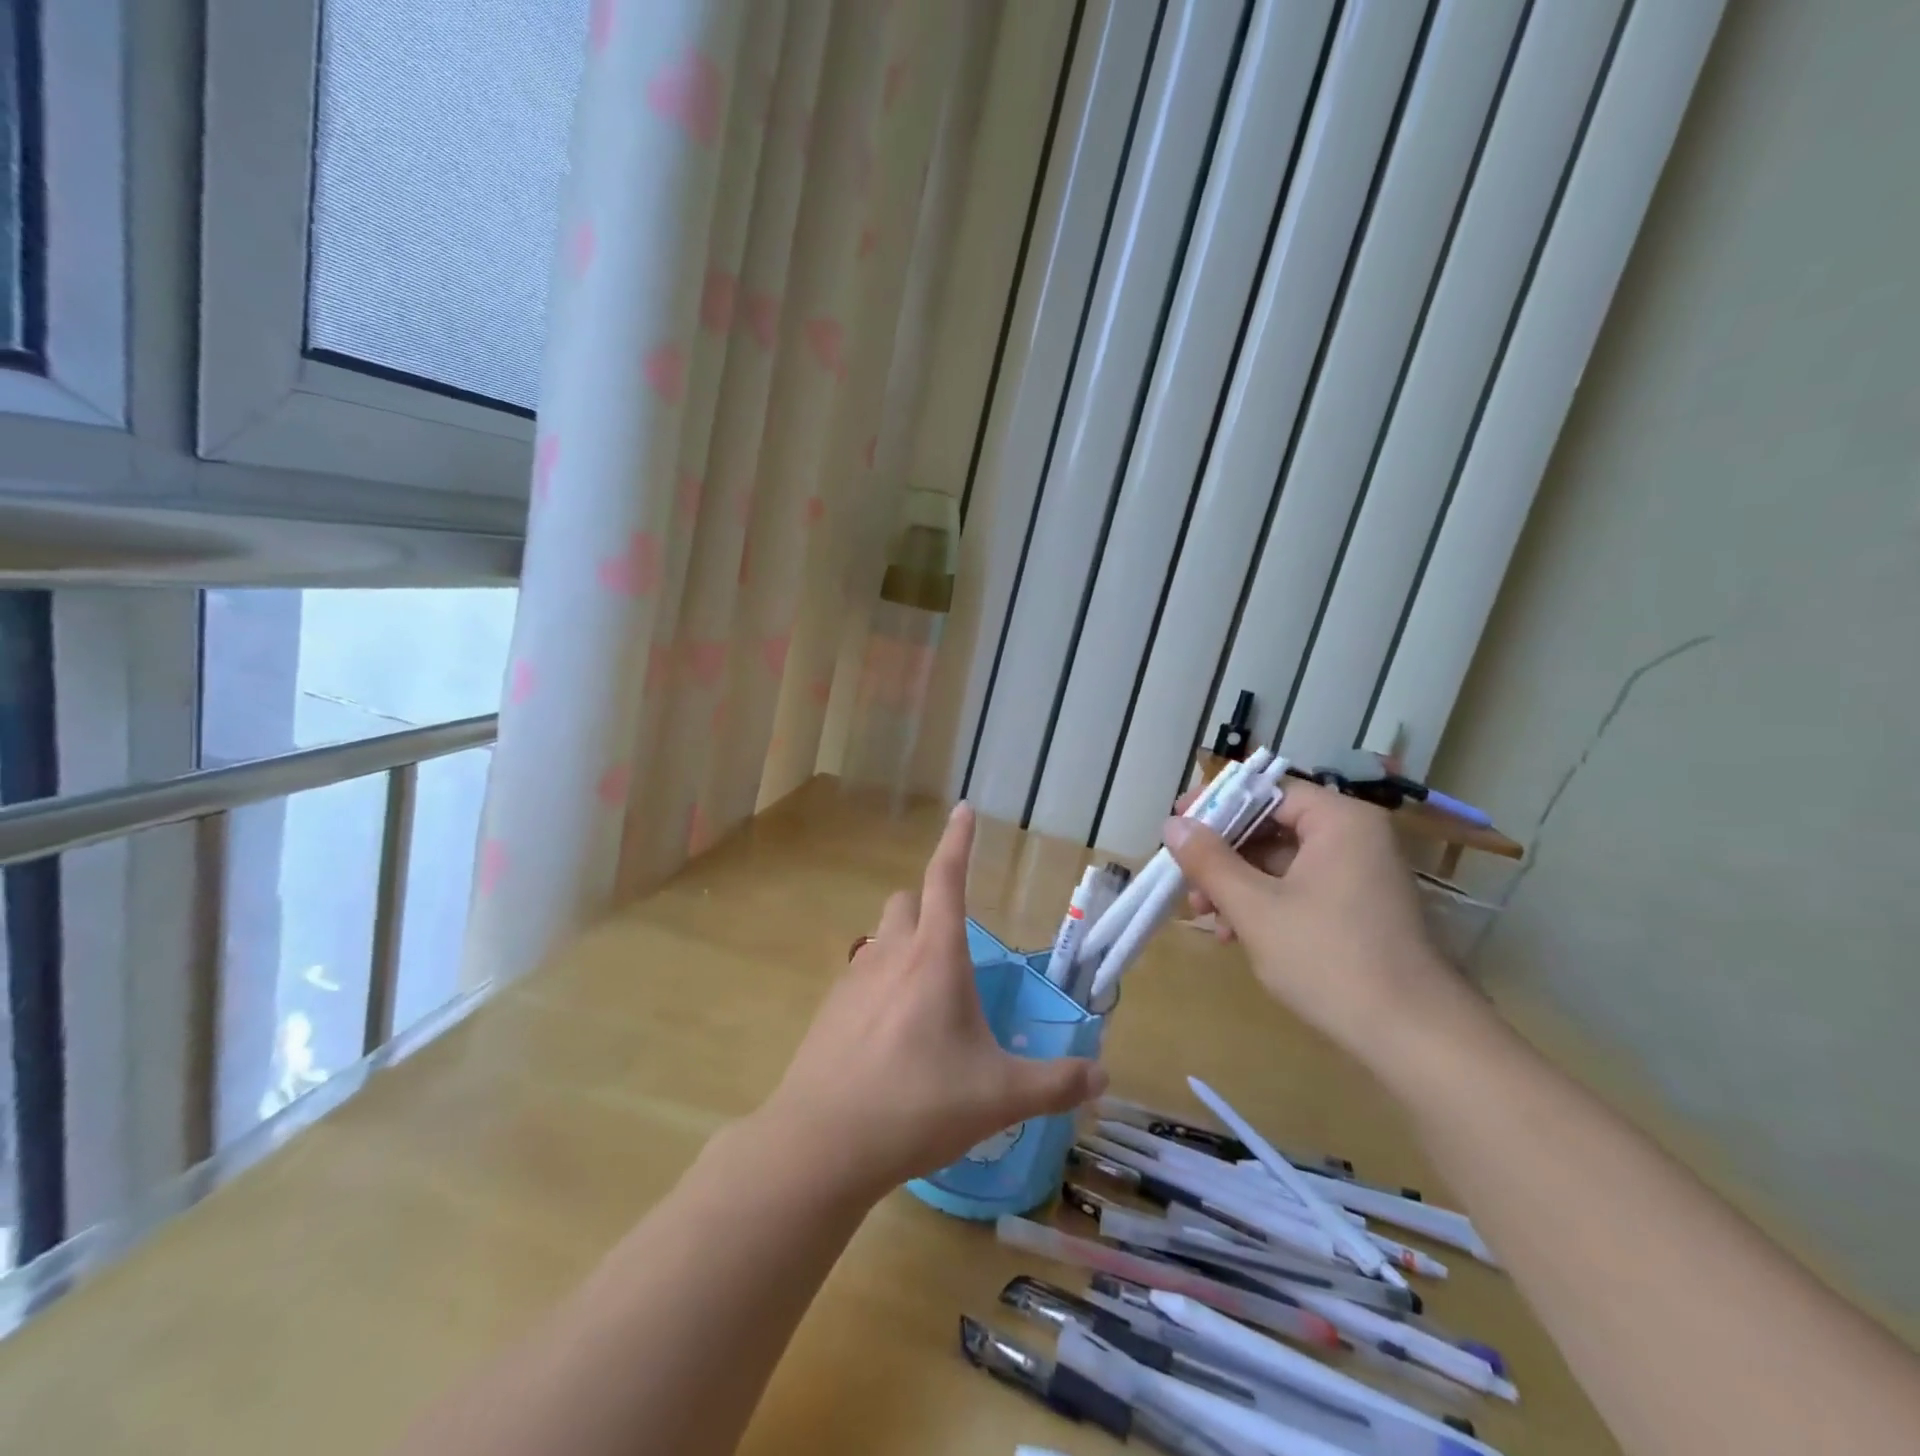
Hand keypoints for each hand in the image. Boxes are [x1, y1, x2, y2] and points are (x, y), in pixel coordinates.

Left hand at [759, 803, 1106, 1200]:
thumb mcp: (999, 1097)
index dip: (958, 840)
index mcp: (935, 956)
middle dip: (931, 906)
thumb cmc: (918, 1105)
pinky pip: (861, 976)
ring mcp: (854, 980)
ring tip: (928, 1000)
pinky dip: (881, 985)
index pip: (948, 878)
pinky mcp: (829, 1010)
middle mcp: (891, 954)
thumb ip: (1055, 1083)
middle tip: (955, 950)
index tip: (964, 809)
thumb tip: (1101, 1076)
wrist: (822, 1143)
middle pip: (908, 901)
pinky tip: (892, 1037)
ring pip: (882, 938)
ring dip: (905, 946)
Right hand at [1162, 780, 1478, 1068]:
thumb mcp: (1255, 908)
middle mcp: (1355, 837)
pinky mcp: (1359, 908)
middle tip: (1186, 881)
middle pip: (1272, 825)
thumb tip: (1173, 824)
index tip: (1177, 823)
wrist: (1415, 1038)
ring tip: (1206, 917)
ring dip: (1237, 884)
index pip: (1267, 791)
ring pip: (1281, 861)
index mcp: (1339, 821)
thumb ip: (1209, 861)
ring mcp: (1360, 874)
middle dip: (1223, 855)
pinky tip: (1235, 934)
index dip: (1216, 804)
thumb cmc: (1329, 959)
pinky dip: (1265, 903)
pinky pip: (1300, 887)